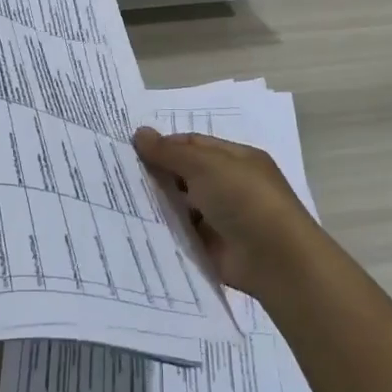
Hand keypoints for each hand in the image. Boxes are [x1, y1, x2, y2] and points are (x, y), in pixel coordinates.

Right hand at [132, 128, 322, 300]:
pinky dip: (163, 230)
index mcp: (236, 159)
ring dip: (157, 203)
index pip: (194, 145)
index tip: (130, 150)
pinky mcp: (211, 247)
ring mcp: (221, 218)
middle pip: (186, 174)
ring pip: (181, 205)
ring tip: (117, 198)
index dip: (164, 145)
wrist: (274, 259)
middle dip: (157, 174)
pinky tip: (133, 225)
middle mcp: (229, 185)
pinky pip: (182, 233)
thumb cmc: (244, 199)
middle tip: (117, 173)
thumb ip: (170, 152)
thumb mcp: (205, 165)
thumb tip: (139, 133)